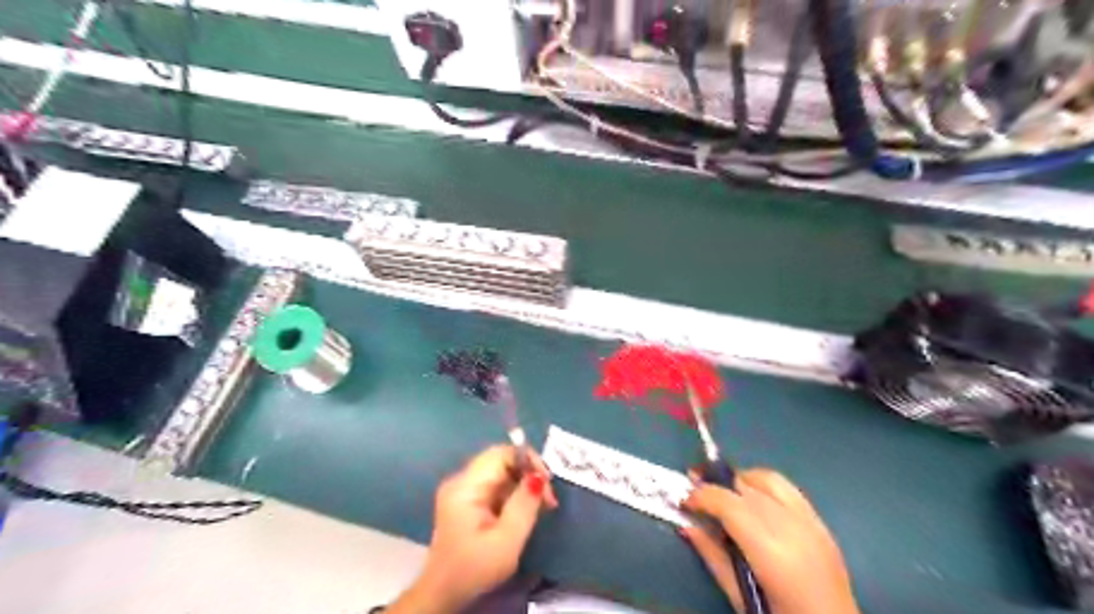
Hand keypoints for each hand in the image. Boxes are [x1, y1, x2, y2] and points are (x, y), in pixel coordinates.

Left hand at [386, 445, 556, 612]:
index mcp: (465, 486)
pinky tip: (524, 511)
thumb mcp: (506, 540)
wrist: (443, 595)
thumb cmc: (474, 569)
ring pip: (501, 473)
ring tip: (541, 506)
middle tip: (548, 499)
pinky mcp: (467, 501)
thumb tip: (539, 476)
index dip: (527, 460)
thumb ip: (524, 505)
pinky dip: (513, 494)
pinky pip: (495, 486)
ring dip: (523, 485)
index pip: (500, 454)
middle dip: (528, 474)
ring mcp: (462, 490)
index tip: (547, 482)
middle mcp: (461, 481)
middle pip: (501, 461)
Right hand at [681, 470, 857, 613]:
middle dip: (716, 484)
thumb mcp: (740, 598)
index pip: (730, 505)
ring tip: (723, 490)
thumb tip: (687, 526)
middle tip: (695, 487)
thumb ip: (713, 557)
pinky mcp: (822, 524)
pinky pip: (788, 489)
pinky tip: (753, 497)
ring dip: (740, 479)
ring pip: (768, 480)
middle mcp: (793, 529)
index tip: (684, 499)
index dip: (703, 496)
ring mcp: (812, 523)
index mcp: (771, 553)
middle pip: (746, 488)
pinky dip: (764, 485)